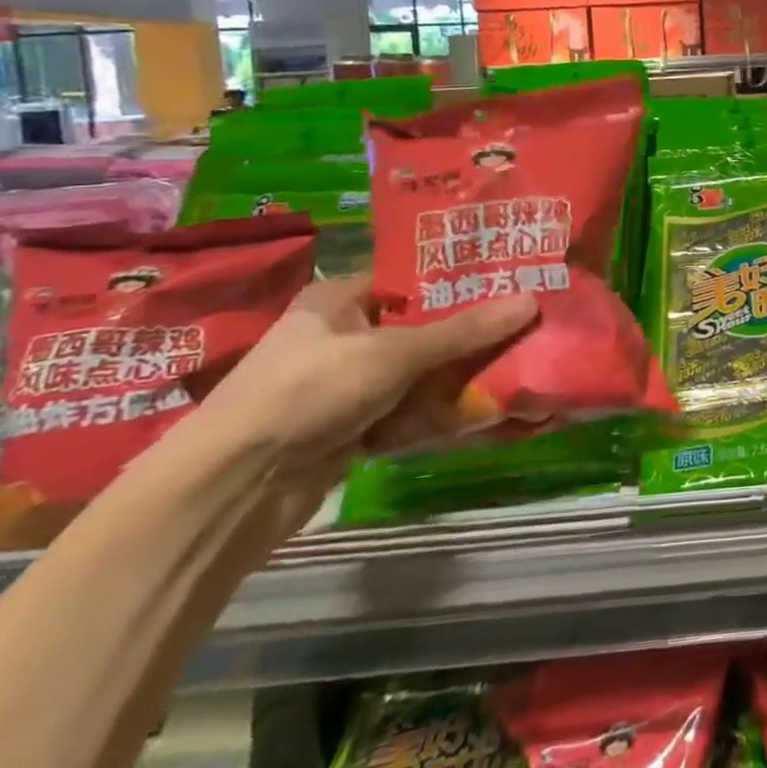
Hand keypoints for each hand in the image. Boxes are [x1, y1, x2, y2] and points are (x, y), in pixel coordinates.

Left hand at [190, 276, 538, 533]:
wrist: (234, 488)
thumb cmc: (309, 392)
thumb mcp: (394, 353)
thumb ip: (464, 330)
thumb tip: (532, 300)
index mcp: (337, 300)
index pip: (409, 279)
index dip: (456, 280)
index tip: (508, 280)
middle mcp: (338, 336)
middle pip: (418, 327)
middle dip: (465, 333)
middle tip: (522, 325)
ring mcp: (342, 385)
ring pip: (415, 373)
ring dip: (454, 376)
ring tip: (512, 366)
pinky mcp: (347, 428)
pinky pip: (404, 411)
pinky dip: (433, 413)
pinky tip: (477, 410)